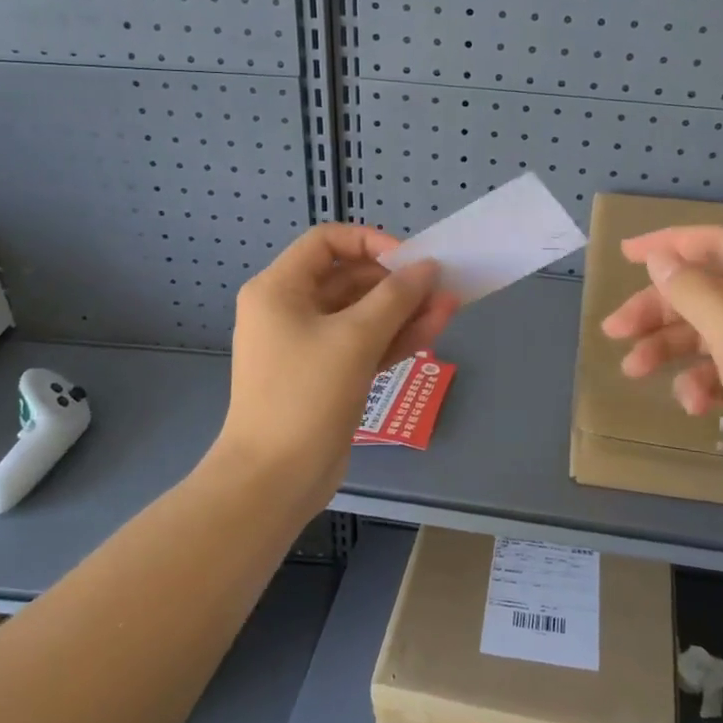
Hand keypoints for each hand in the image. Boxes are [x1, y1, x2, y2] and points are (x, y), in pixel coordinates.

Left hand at [219, 223, 459, 501]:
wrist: (274, 480)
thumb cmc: (305, 396)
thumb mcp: (354, 339)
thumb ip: (396, 298)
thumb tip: (428, 268)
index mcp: (279, 289)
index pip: (326, 242)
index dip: (370, 242)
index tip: (407, 260)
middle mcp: (290, 309)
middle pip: (349, 278)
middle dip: (396, 283)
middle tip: (439, 288)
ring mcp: (308, 344)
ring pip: (361, 314)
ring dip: (403, 311)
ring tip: (448, 308)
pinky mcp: (327, 375)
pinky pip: (363, 344)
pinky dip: (394, 338)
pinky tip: (433, 331)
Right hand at [599, 225, 722, 525]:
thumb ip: (694, 292)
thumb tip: (660, 258)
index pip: (715, 244)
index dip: (669, 244)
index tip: (625, 254)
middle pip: (702, 291)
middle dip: (657, 310)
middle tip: (615, 331)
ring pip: (704, 331)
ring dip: (669, 348)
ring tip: (634, 371)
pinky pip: (719, 368)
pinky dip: (700, 382)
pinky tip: (694, 406)